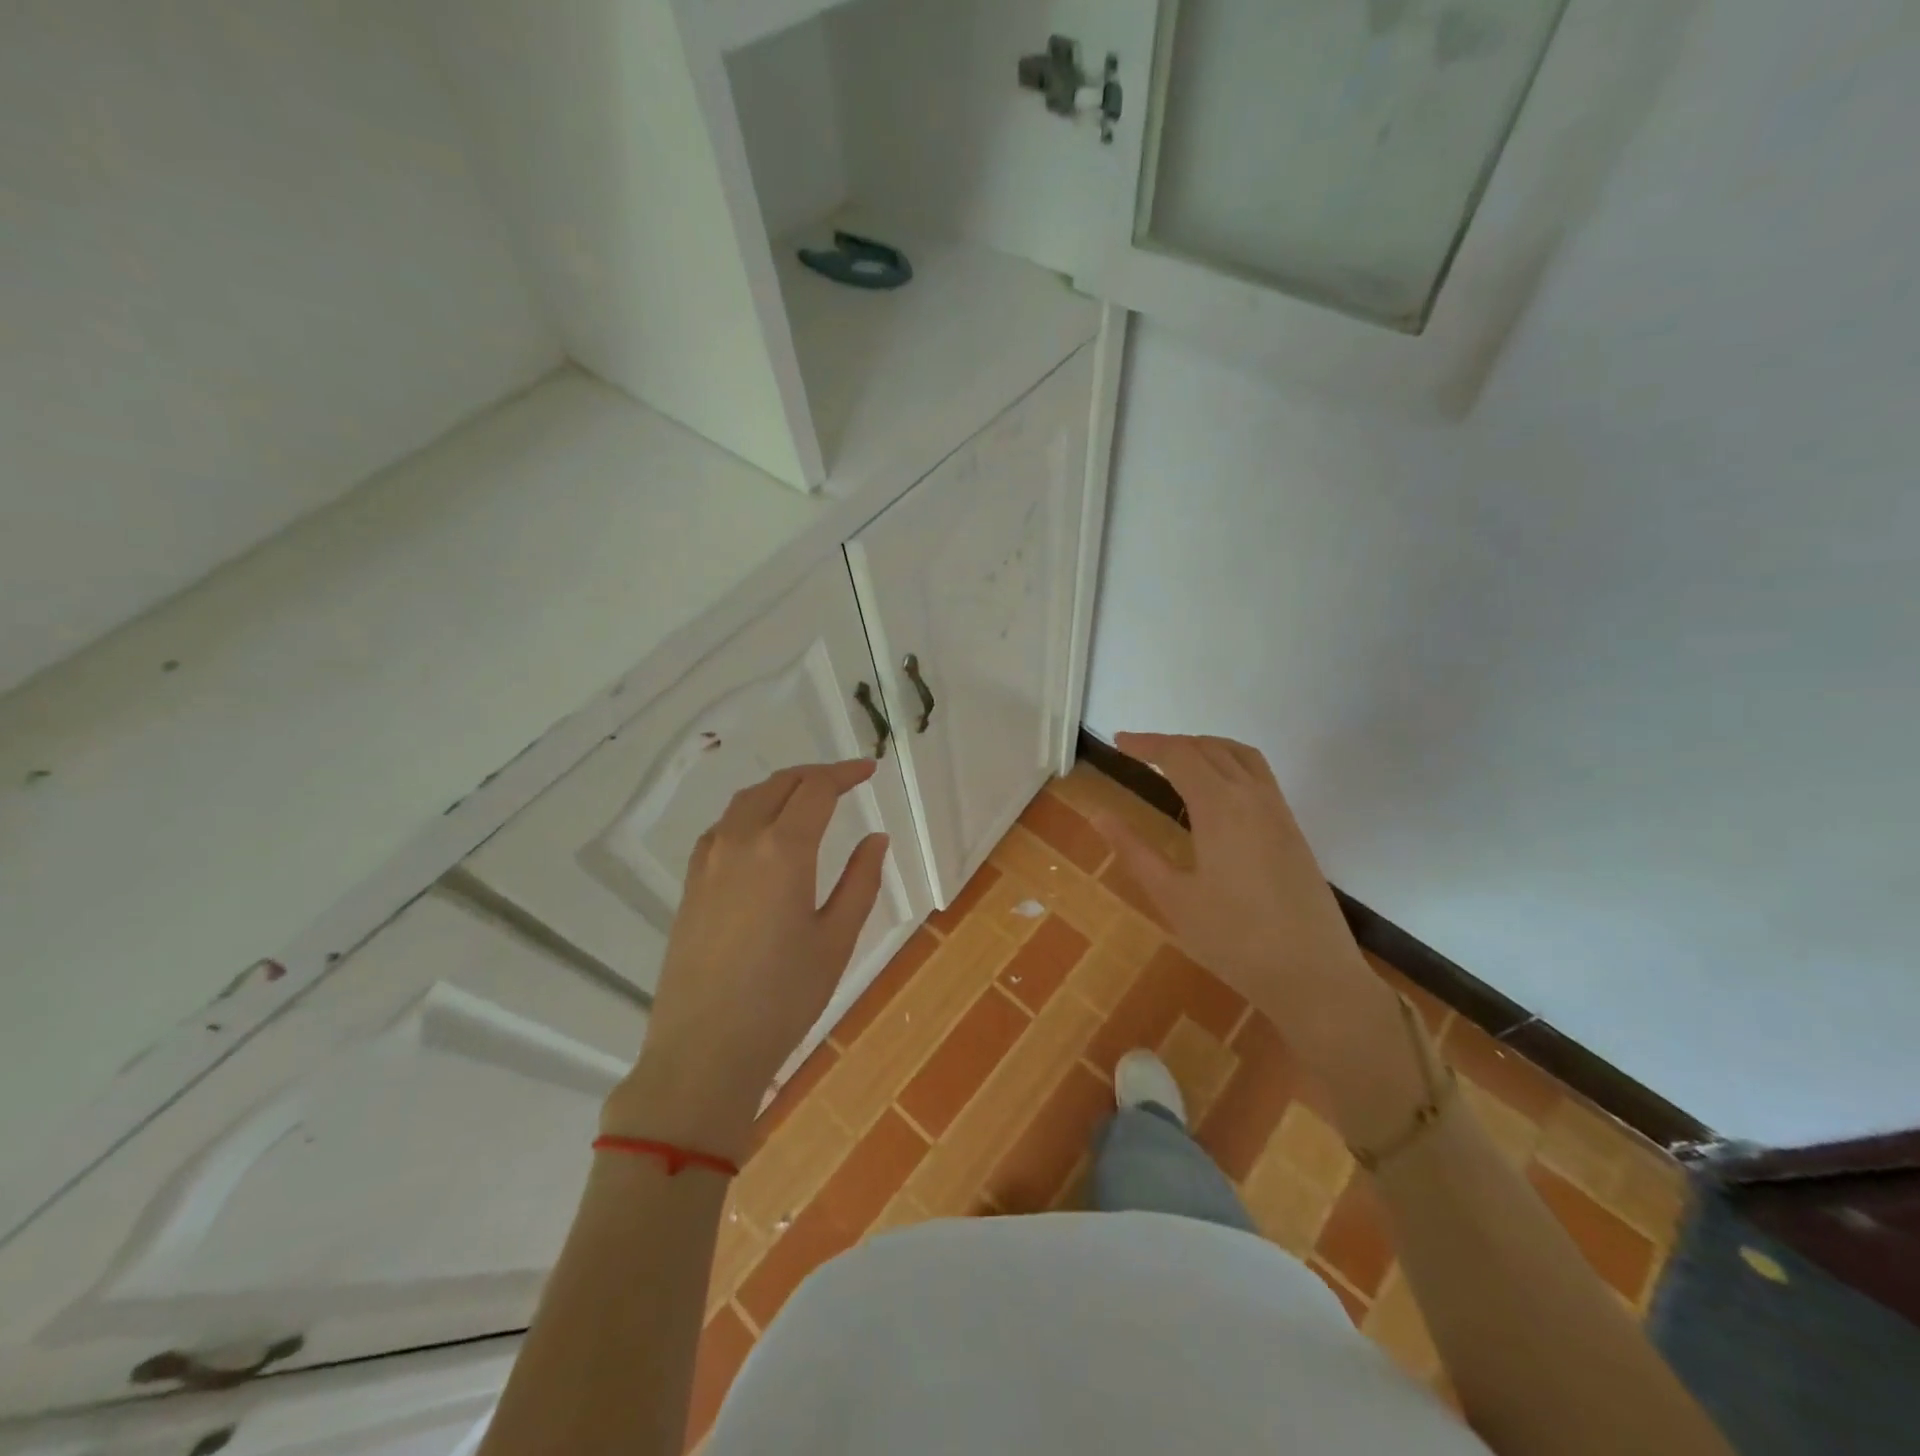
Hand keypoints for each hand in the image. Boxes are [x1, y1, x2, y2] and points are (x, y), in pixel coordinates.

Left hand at [602, 761, 888, 1160]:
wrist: (704, 1050)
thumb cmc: (783, 998)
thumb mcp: (836, 939)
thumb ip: (860, 880)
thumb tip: (875, 838)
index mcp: (784, 850)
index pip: (817, 789)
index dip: (845, 773)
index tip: (869, 771)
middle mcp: (742, 841)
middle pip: (779, 784)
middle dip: (815, 775)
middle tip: (845, 781)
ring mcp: (709, 861)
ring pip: (746, 801)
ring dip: (780, 788)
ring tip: (807, 799)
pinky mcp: (691, 883)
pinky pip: (723, 827)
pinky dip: (750, 812)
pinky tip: (762, 833)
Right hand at [1088, 733, 1371, 1033]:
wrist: (1313, 975)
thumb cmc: (1233, 939)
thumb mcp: (1172, 897)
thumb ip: (1134, 850)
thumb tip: (1099, 814)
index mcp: (1220, 806)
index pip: (1178, 754)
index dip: (1146, 744)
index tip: (1118, 743)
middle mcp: (1252, 796)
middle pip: (1209, 748)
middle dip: (1171, 743)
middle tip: (1138, 753)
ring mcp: (1279, 811)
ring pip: (1240, 755)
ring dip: (1204, 747)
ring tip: (1176, 760)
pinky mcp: (1292, 829)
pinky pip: (1259, 775)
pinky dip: (1230, 763)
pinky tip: (1215, 792)